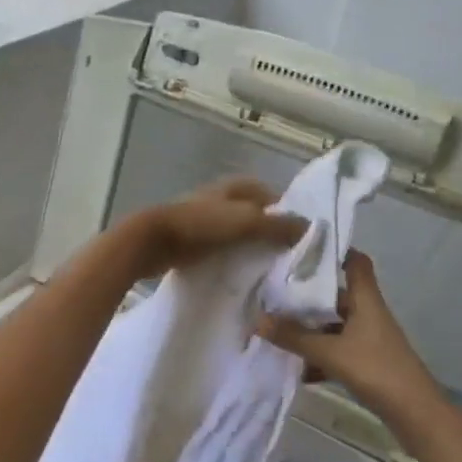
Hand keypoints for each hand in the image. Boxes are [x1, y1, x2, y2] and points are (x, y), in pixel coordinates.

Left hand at [123, 177, 307, 280]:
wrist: (152, 241)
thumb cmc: (201, 225)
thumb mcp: (246, 222)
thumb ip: (277, 225)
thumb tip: (309, 226)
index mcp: (234, 186)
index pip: (269, 194)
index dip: (285, 213)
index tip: (300, 238)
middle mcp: (220, 197)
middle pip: (253, 214)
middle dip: (268, 232)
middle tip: (286, 258)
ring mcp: (203, 218)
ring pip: (236, 232)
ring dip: (249, 246)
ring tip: (266, 270)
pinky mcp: (190, 239)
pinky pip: (219, 247)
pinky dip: (230, 257)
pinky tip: (239, 275)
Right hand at [256, 252, 446, 429]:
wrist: (415, 414)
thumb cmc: (377, 370)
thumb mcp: (331, 352)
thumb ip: (294, 337)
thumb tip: (257, 319)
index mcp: (366, 300)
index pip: (355, 262)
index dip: (334, 251)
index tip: (303, 249)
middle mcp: (367, 313)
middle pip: (336, 294)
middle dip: (307, 295)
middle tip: (273, 292)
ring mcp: (368, 339)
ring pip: (333, 325)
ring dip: (309, 328)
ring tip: (275, 329)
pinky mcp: (366, 362)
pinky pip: (336, 350)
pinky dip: (318, 355)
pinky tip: (295, 368)